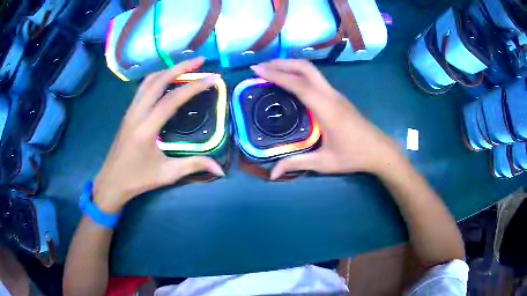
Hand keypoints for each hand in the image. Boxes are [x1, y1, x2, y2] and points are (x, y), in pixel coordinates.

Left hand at [93, 57, 223, 212]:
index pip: (172, 99)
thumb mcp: (167, 174)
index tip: (213, 78)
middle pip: (158, 80)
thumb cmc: (138, 179)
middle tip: (200, 61)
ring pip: (148, 81)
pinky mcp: (128, 113)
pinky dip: (157, 78)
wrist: (112, 182)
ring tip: (185, 67)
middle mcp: (137, 113)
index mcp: (147, 128)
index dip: (194, 86)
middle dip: (180, 67)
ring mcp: (130, 111)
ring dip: (167, 70)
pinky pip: (142, 88)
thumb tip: (220, 170)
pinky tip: (166, 81)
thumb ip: (194, 165)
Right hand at [251, 59, 404, 179]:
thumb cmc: (354, 155)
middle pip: (305, 68)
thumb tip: (272, 174)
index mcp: (326, 108)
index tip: (257, 69)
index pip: (298, 84)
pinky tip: (291, 82)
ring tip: (272, 70)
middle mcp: (331, 95)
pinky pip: (315, 78)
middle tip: (261, 66)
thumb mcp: (324, 162)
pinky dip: (299, 73)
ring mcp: (335, 94)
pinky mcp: (338, 97)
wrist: (380, 150)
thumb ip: (297, 164)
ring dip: (291, 66)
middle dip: (282, 62)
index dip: (276, 74)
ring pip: (311, 70)